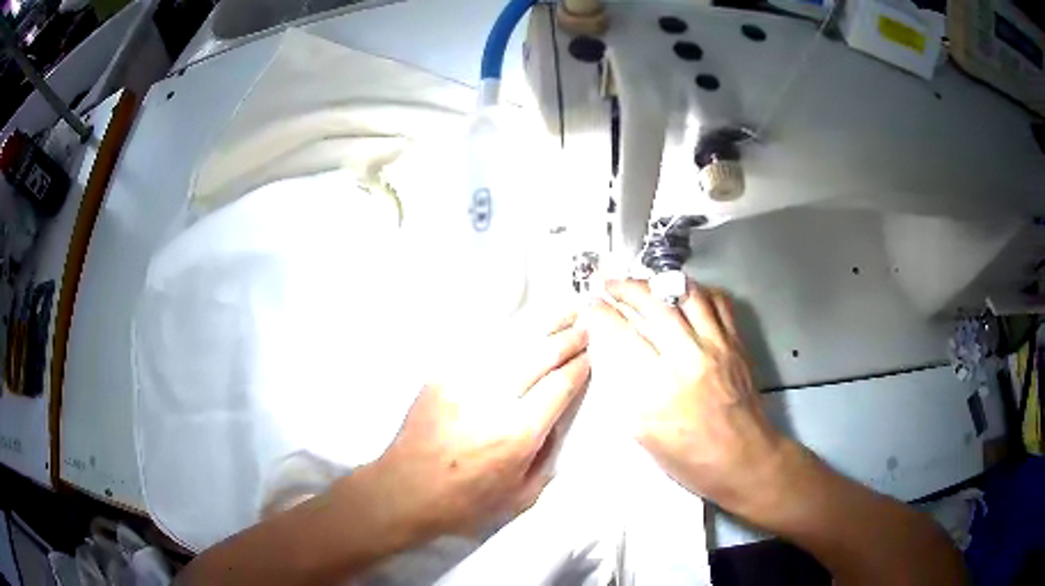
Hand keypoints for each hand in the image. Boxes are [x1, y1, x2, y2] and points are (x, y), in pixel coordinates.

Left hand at [369, 311, 589, 538]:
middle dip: (566, 340)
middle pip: (539, 356)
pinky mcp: (441, 377)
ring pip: (511, 343)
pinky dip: (506, 333)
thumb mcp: (521, 497)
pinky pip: (480, 346)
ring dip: (541, 326)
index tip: (590, 357)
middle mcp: (493, 400)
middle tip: (584, 329)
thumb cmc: (464, 503)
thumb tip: (554, 422)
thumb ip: (546, 457)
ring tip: (562, 312)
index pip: (558, 387)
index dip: (578, 368)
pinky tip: (520, 326)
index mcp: (517, 433)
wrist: (404, 491)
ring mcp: (463, 383)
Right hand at [589, 279, 784, 510]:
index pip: (623, 334)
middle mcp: (690, 356)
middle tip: (609, 283)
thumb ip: (625, 389)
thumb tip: (609, 351)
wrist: (744, 459)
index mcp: (660, 386)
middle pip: (654, 304)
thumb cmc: (690, 457)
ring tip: (643, 281)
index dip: (602, 313)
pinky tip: (685, 294)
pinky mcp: (737, 343)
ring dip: (660, 281)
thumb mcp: (644, 434)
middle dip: (626, 287)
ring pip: (688, 294)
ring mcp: (718, 345)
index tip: (590, 304)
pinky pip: (719, 302)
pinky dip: (698, 291)